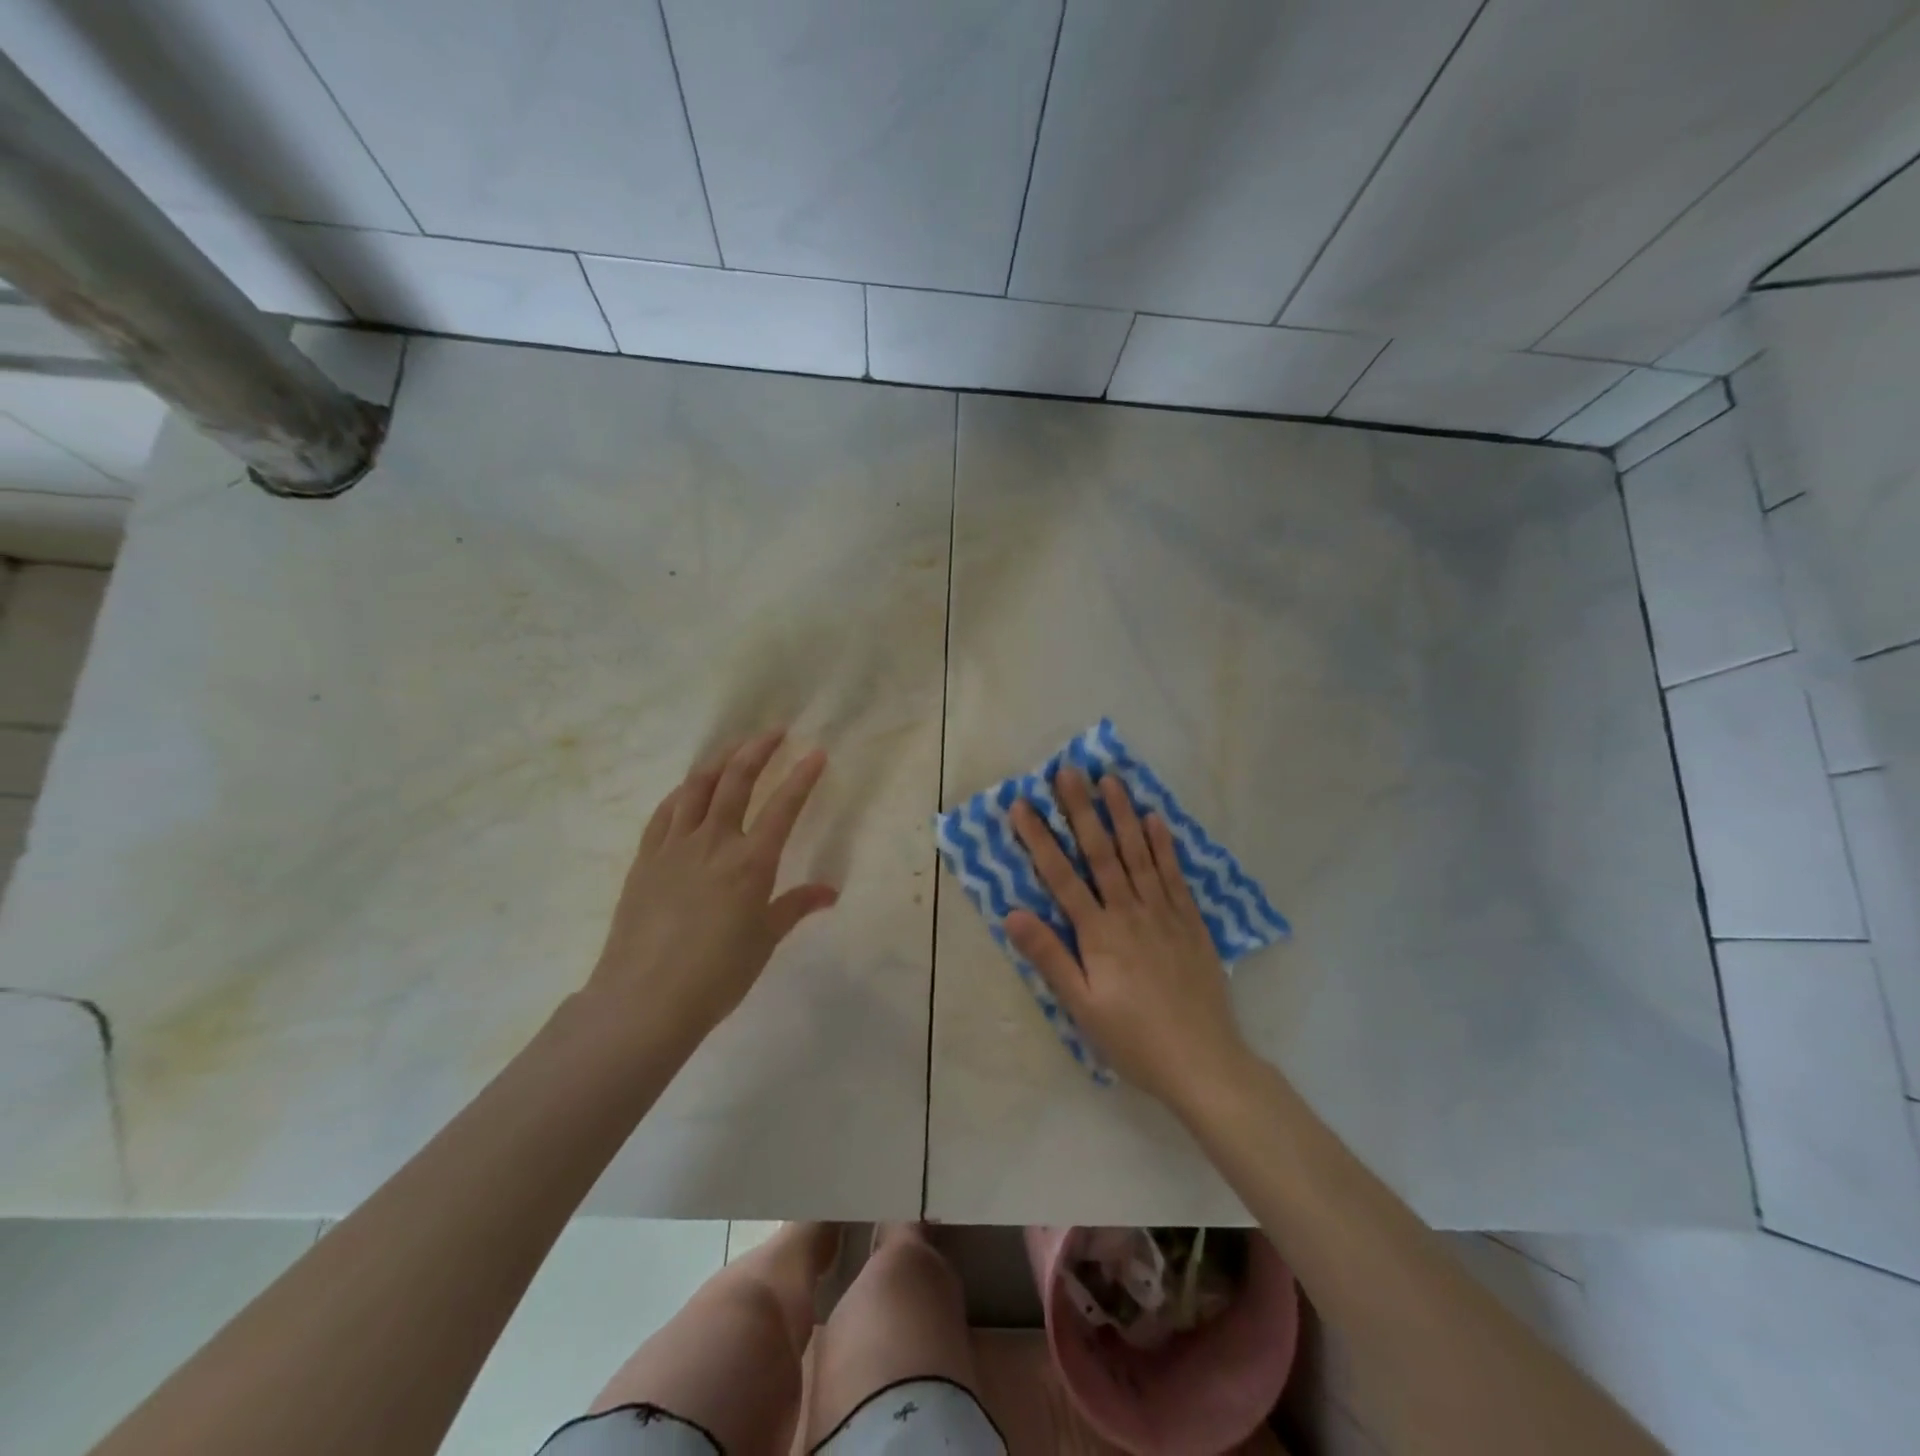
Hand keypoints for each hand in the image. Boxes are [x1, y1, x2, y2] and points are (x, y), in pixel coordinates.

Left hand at [585, 731, 837, 1054]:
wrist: (644, 999)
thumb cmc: (717, 975)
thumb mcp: (764, 941)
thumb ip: (795, 907)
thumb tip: (829, 892)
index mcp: (750, 862)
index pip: (783, 806)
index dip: (802, 776)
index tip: (816, 753)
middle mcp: (713, 842)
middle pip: (735, 780)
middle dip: (757, 749)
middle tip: (774, 731)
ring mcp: (674, 847)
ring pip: (696, 787)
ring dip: (718, 761)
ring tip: (734, 748)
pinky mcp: (645, 858)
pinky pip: (665, 812)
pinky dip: (682, 792)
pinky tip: (689, 788)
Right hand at [1007, 767, 1250, 1105]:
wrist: (1204, 1062)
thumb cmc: (1133, 1039)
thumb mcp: (1081, 1007)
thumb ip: (1048, 957)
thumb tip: (1012, 913)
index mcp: (1099, 933)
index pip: (1061, 876)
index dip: (1040, 838)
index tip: (1023, 804)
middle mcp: (1130, 911)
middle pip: (1101, 852)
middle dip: (1081, 809)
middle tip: (1068, 771)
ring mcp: (1164, 913)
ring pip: (1139, 853)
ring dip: (1122, 814)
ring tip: (1110, 780)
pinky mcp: (1190, 922)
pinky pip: (1174, 874)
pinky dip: (1164, 844)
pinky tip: (1155, 819)